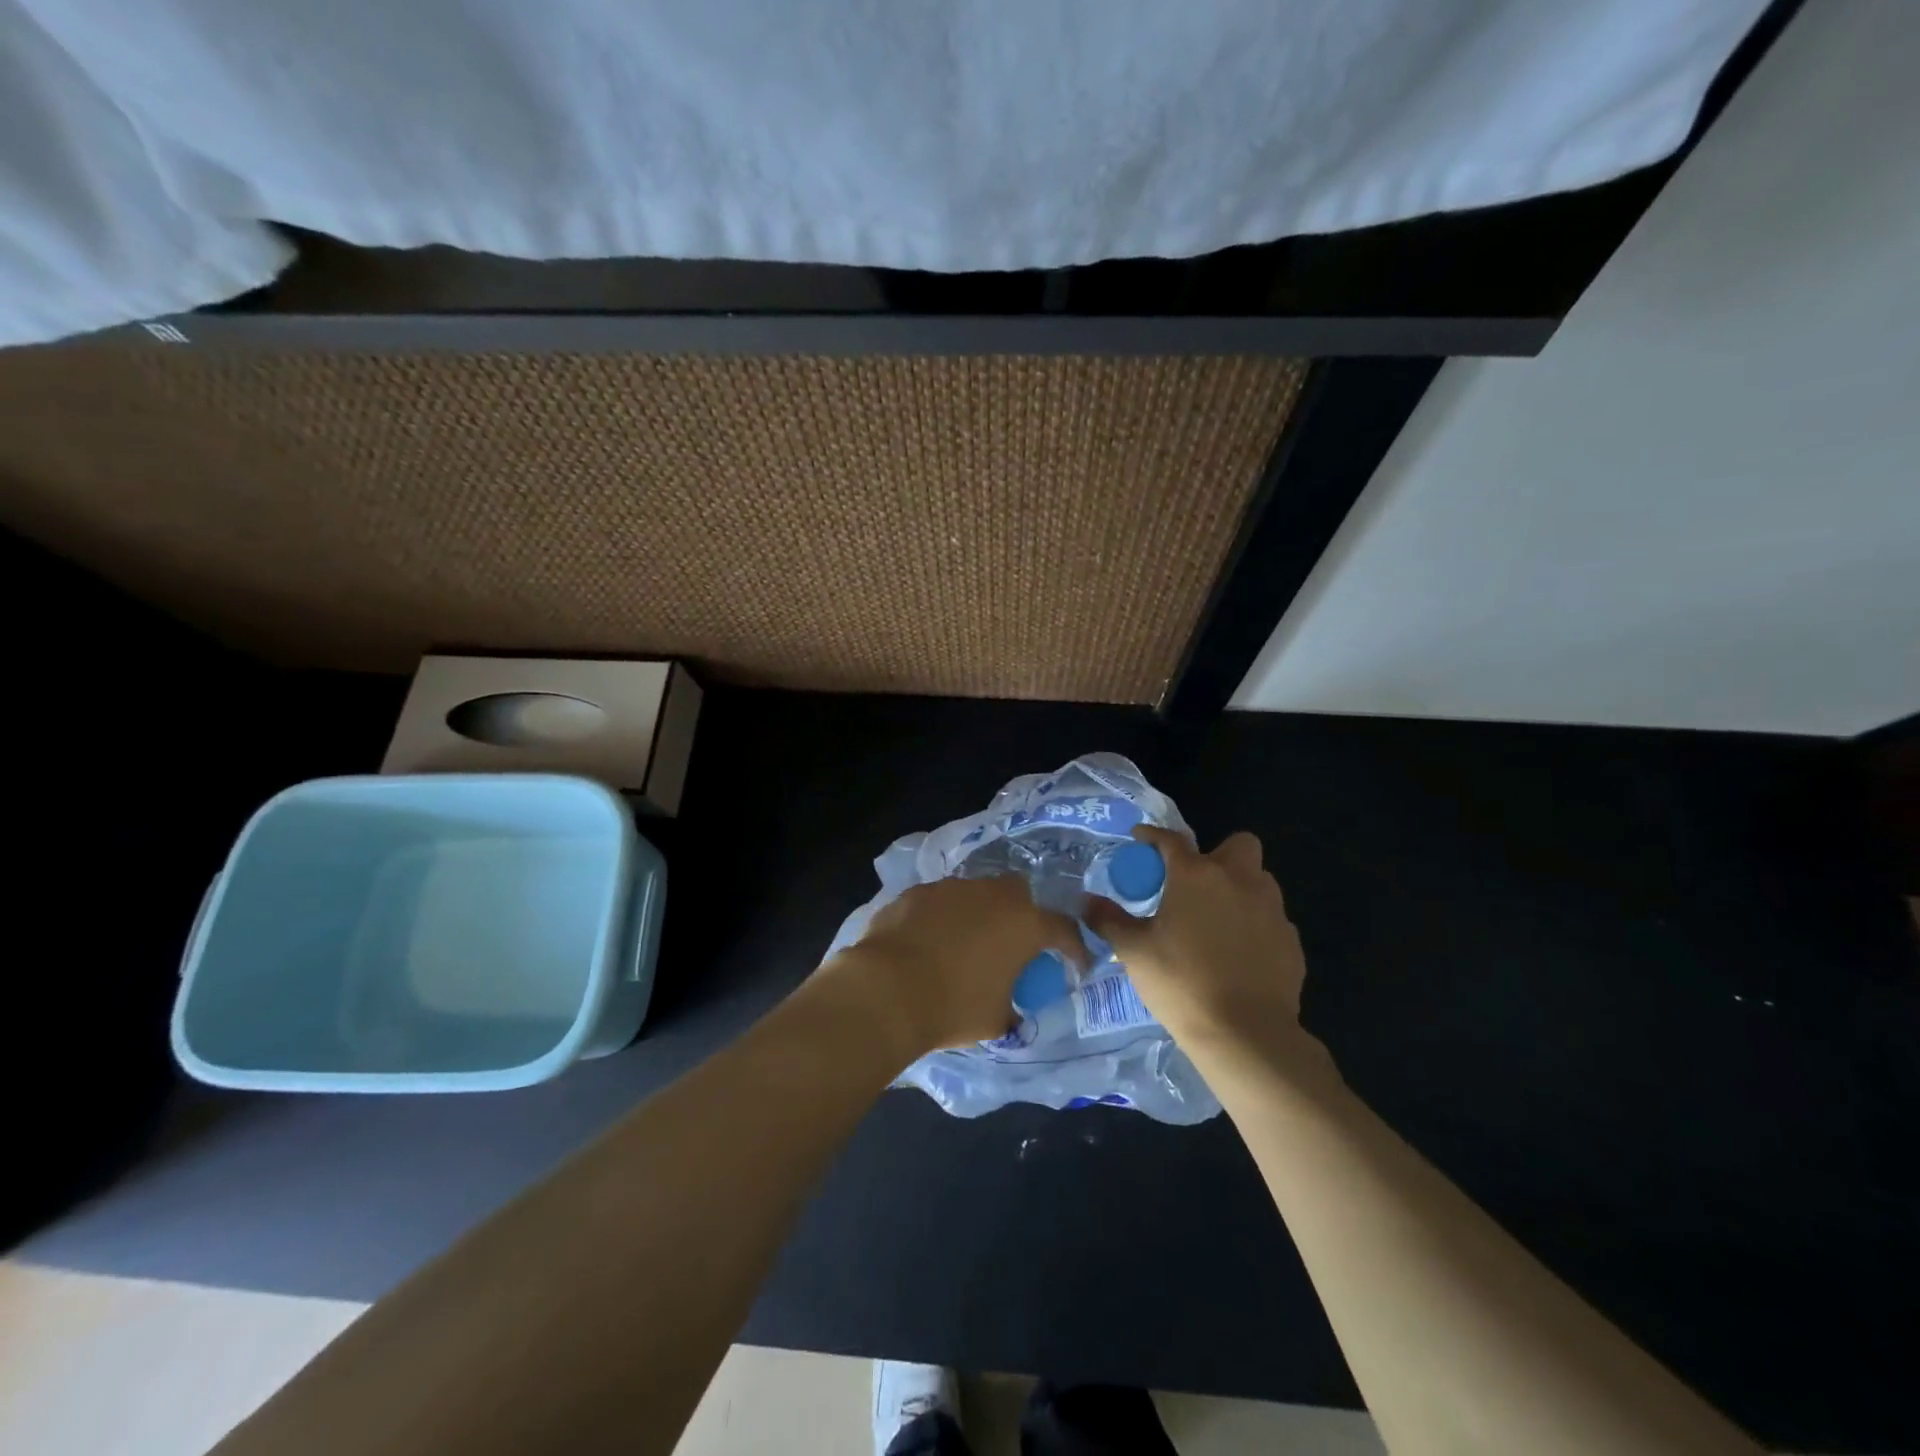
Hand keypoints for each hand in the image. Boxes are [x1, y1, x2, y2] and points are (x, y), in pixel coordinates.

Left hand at [826, 876, 1085, 1059]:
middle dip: (1023, 914)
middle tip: (1013, 944)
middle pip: (1020, 894)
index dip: (1073, 949)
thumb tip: (1010, 1009)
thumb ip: (1012, 1006)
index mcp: (1025, 924)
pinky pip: (941, 901)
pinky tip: (929, 942)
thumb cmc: (954, 1007)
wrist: (888, 990)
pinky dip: (942, 918)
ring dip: (979, 914)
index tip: (1074, 965)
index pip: (1064, 930)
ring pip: (977, 893)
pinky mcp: (917, 892)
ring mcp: (952, 888)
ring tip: (965, 944)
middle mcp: (993, 895)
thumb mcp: (996, 1019)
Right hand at [1085, 826, 1317, 1062]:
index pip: (1171, 840)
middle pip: (1238, 844)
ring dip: (1240, 887)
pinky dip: (1255, 924)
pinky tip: (1239, 952)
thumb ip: (1109, 921)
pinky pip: (1271, 918)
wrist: (1246, 1034)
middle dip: (1218, 854)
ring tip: (1217, 918)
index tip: (1140, 839)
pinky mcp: (1291, 940)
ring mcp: (1271, 909)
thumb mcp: (1134, 952)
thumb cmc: (1182, 983)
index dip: (1153, 836)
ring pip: (1259, 880)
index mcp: (1196, 875)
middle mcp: (1238, 880)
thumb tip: (1087, 902)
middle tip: (1195, 883)